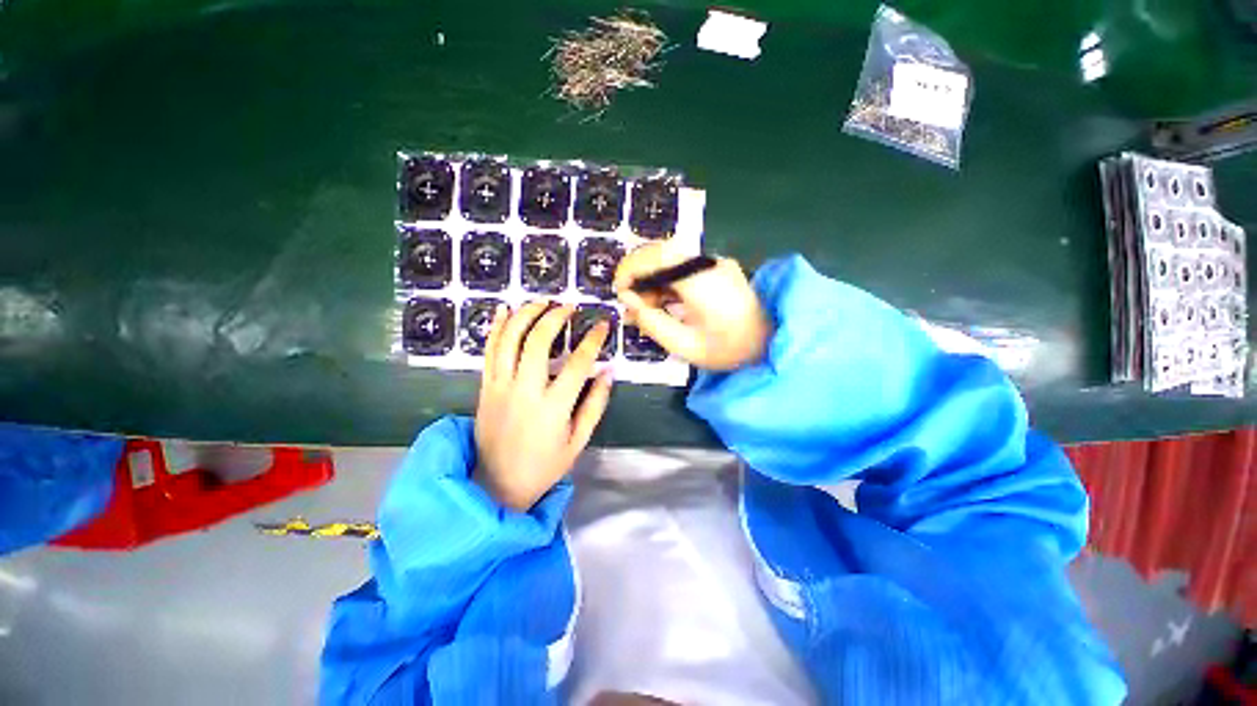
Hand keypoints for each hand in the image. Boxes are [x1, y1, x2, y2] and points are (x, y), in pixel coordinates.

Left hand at [474, 302, 613, 510]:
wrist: (497, 485)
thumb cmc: (544, 466)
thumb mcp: (578, 441)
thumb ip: (595, 404)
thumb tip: (608, 372)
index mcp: (553, 407)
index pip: (578, 363)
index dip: (593, 340)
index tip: (603, 324)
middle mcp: (525, 391)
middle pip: (538, 342)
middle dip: (555, 317)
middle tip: (568, 306)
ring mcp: (500, 387)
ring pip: (510, 340)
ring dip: (525, 315)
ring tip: (541, 302)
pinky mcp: (485, 388)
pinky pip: (489, 351)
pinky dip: (496, 327)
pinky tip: (504, 310)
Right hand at [614, 242, 770, 370]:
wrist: (769, 344)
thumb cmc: (729, 350)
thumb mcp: (685, 345)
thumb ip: (652, 321)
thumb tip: (627, 300)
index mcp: (703, 281)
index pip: (658, 257)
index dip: (631, 269)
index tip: (620, 291)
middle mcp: (709, 263)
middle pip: (662, 252)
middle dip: (639, 275)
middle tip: (632, 304)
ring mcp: (715, 263)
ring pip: (670, 257)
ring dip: (651, 279)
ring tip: (645, 308)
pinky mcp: (715, 268)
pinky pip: (681, 266)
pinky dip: (665, 281)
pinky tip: (662, 303)